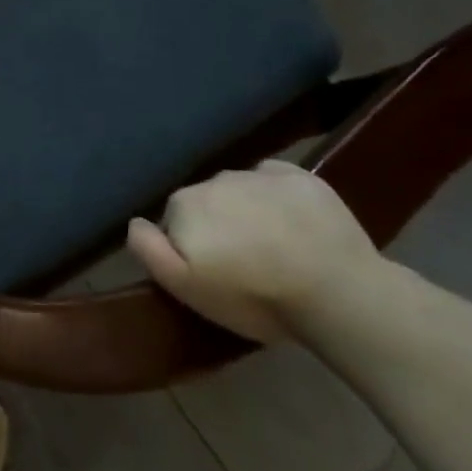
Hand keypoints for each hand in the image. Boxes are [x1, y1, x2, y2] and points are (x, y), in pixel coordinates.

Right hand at [127, 161, 381, 342]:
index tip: (213, 274)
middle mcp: (214, 179)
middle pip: (206, 203)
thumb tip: (135, 221)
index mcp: (183, 204)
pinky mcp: (301, 177)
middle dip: (218, 227)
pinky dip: (276, 194)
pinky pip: (274, 178)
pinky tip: (292, 221)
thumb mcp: (184, 287)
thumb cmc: (253, 295)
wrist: (337, 292)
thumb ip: (148, 249)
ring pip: (239, 191)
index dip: (190, 249)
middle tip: (245, 265)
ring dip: (247, 212)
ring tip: (274, 248)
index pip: (174, 222)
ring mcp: (258, 175)